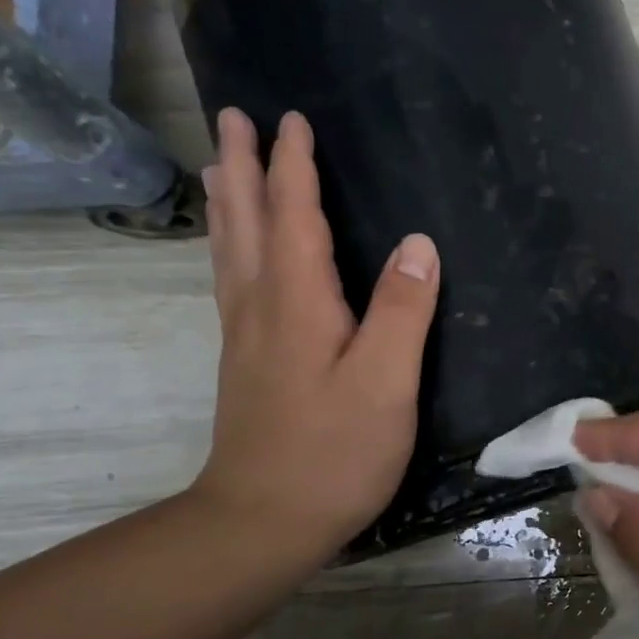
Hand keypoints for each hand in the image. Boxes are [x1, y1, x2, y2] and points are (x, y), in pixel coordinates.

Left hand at [190, 107, 439, 568]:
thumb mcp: (385, 383)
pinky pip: (230, 280)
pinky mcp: (245, 361)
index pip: (294, 215)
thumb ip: (402, 310)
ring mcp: (245, 335)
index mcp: (298, 301)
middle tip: (232, 118)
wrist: (262, 521)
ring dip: (227, 200)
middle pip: (247, 220)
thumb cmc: (334, 453)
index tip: (291, 118)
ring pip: (230, 250)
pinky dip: (228, 246)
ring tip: (220, 164)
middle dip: (243, 165)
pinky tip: (233, 251)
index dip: (294, 166)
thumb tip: (418, 243)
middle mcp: (261, 306)